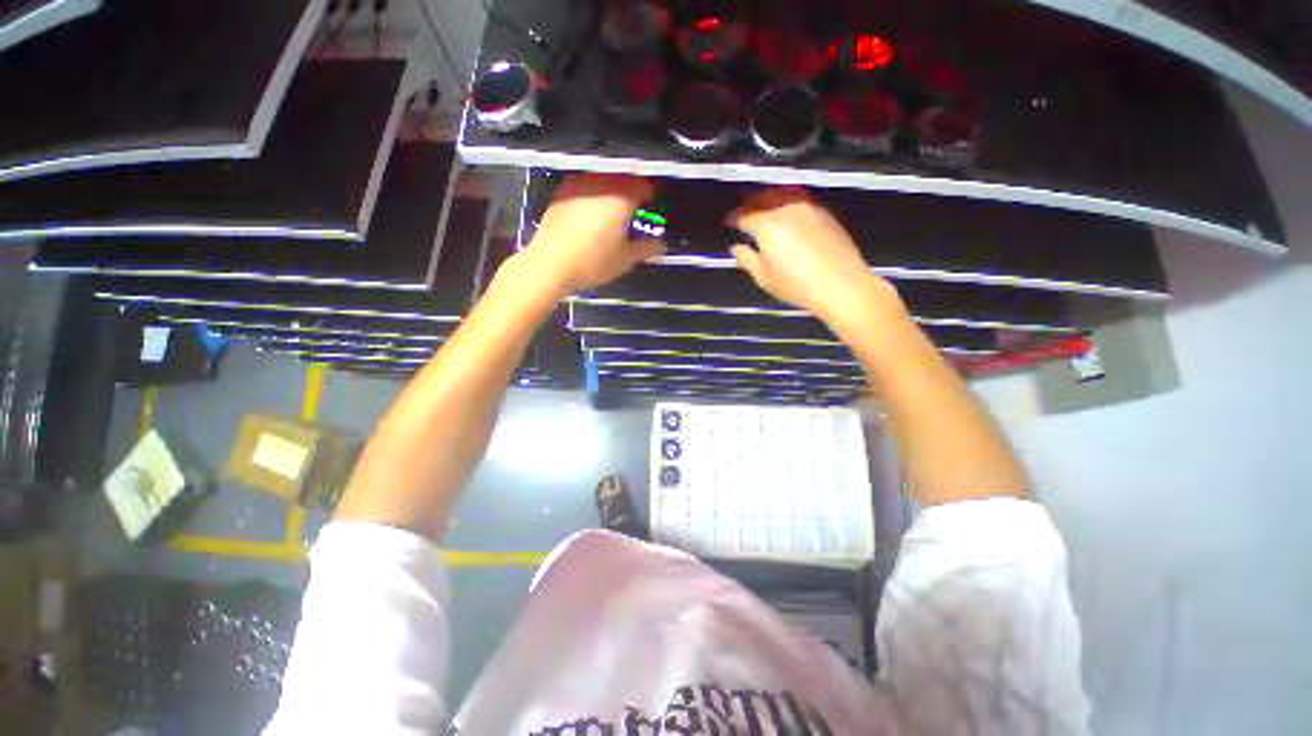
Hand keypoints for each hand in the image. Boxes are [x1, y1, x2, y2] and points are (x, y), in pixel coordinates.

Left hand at [523, 173, 665, 295]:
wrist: (551, 264)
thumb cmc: (592, 262)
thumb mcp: (625, 259)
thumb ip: (646, 249)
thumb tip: (661, 247)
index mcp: (621, 197)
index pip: (643, 184)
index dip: (651, 191)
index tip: (654, 200)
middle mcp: (601, 184)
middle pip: (623, 176)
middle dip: (633, 186)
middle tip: (637, 202)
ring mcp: (579, 185)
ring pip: (603, 177)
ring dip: (613, 186)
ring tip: (616, 204)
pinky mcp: (562, 192)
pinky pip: (585, 183)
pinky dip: (595, 190)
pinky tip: (593, 206)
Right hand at [727, 187, 896, 323]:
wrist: (842, 285)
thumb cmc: (796, 285)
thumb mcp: (764, 277)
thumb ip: (747, 259)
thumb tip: (736, 247)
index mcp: (767, 224)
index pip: (744, 214)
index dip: (733, 218)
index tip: (727, 222)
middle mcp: (786, 208)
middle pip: (763, 198)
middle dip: (749, 203)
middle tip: (742, 213)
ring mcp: (808, 207)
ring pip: (782, 194)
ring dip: (768, 199)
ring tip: (763, 209)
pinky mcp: (824, 212)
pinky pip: (798, 199)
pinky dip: (786, 201)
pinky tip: (785, 214)